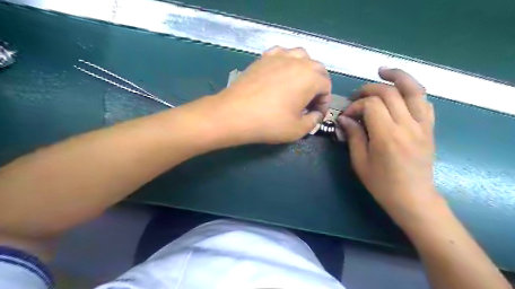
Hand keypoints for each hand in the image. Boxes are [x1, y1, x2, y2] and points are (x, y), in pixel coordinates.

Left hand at [204, 46, 328, 144]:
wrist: (234, 114)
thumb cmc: (269, 123)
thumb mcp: (297, 130)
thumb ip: (313, 121)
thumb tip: (315, 114)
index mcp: (310, 78)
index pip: (327, 87)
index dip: (324, 103)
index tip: (316, 115)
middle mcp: (298, 61)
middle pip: (317, 68)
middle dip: (318, 85)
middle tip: (309, 102)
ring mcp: (279, 57)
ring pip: (301, 56)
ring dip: (305, 70)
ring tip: (298, 85)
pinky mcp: (263, 58)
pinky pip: (281, 53)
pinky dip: (287, 61)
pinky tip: (281, 73)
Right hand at [339, 68, 437, 227]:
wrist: (413, 199)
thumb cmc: (382, 184)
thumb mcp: (360, 162)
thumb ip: (353, 136)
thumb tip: (345, 119)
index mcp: (388, 136)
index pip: (372, 105)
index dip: (356, 105)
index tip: (347, 115)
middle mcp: (408, 126)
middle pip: (390, 93)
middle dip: (370, 89)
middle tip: (357, 96)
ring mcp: (423, 126)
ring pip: (415, 90)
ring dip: (399, 77)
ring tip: (384, 71)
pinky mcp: (430, 129)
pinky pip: (425, 103)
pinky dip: (413, 92)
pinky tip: (401, 93)